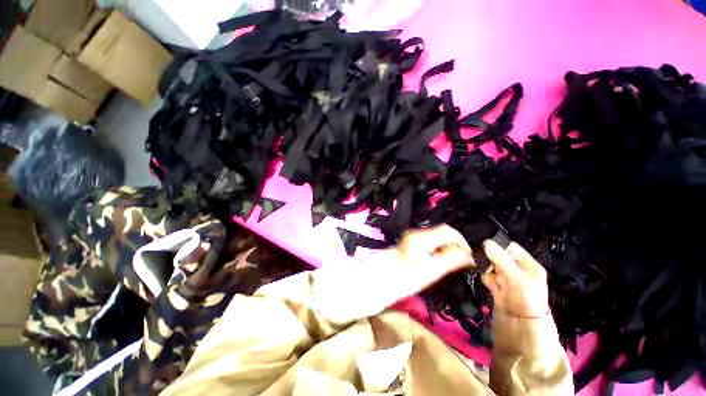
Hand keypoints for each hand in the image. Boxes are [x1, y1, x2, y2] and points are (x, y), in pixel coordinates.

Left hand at [311, 224, 474, 323]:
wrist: (377, 281)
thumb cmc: (403, 278)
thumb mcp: (431, 272)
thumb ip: (451, 261)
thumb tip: (470, 256)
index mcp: (421, 237)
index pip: (447, 230)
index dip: (461, 240)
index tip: (469, 255)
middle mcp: (416, 234)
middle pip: (441, 233)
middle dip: (454, 245)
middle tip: (461, 262)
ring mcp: (410, 238)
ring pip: (434, 239)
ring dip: (445, 248)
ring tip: (451, 264)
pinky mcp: (408, 245)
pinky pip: (428, 243)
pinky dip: (436, 250)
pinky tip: (437, 263)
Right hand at [481, 240, 549, 318]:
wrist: (522, 324)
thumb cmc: (525, 298)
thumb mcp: (516, 277)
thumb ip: (501, 259)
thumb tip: (486, 242)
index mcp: (527, 264)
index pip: (511, 248)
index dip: (499, 247)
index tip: (487, 250)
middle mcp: (517, 269)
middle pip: (499, 256)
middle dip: (491, 260)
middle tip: (488, 266)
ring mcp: (507, 278)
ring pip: (491, 266)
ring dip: (488, 270)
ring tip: (492, 280)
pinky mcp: (498, 285)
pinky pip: (488, 276)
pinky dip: (487, 279)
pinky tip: (491, 286)